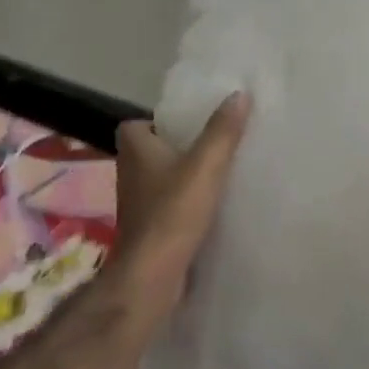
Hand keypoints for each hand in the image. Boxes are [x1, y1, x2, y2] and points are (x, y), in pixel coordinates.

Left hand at [111, 92, 250, 314]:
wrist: (153, 275)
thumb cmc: (174, 212)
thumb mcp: (206, 165)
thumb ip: (222, 131)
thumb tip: (238, 93)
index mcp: (136, 151)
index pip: (135, 125)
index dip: (158, 122)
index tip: (189, 123)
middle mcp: (130, 175)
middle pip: (150, 152)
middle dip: (176, 148)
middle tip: (212, 144)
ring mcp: (138, 205)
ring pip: (159, 180)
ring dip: (181, 177)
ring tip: (218, 172)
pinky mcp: (150, 230)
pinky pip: (168, 206)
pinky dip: (184, 204)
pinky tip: (212, 206)